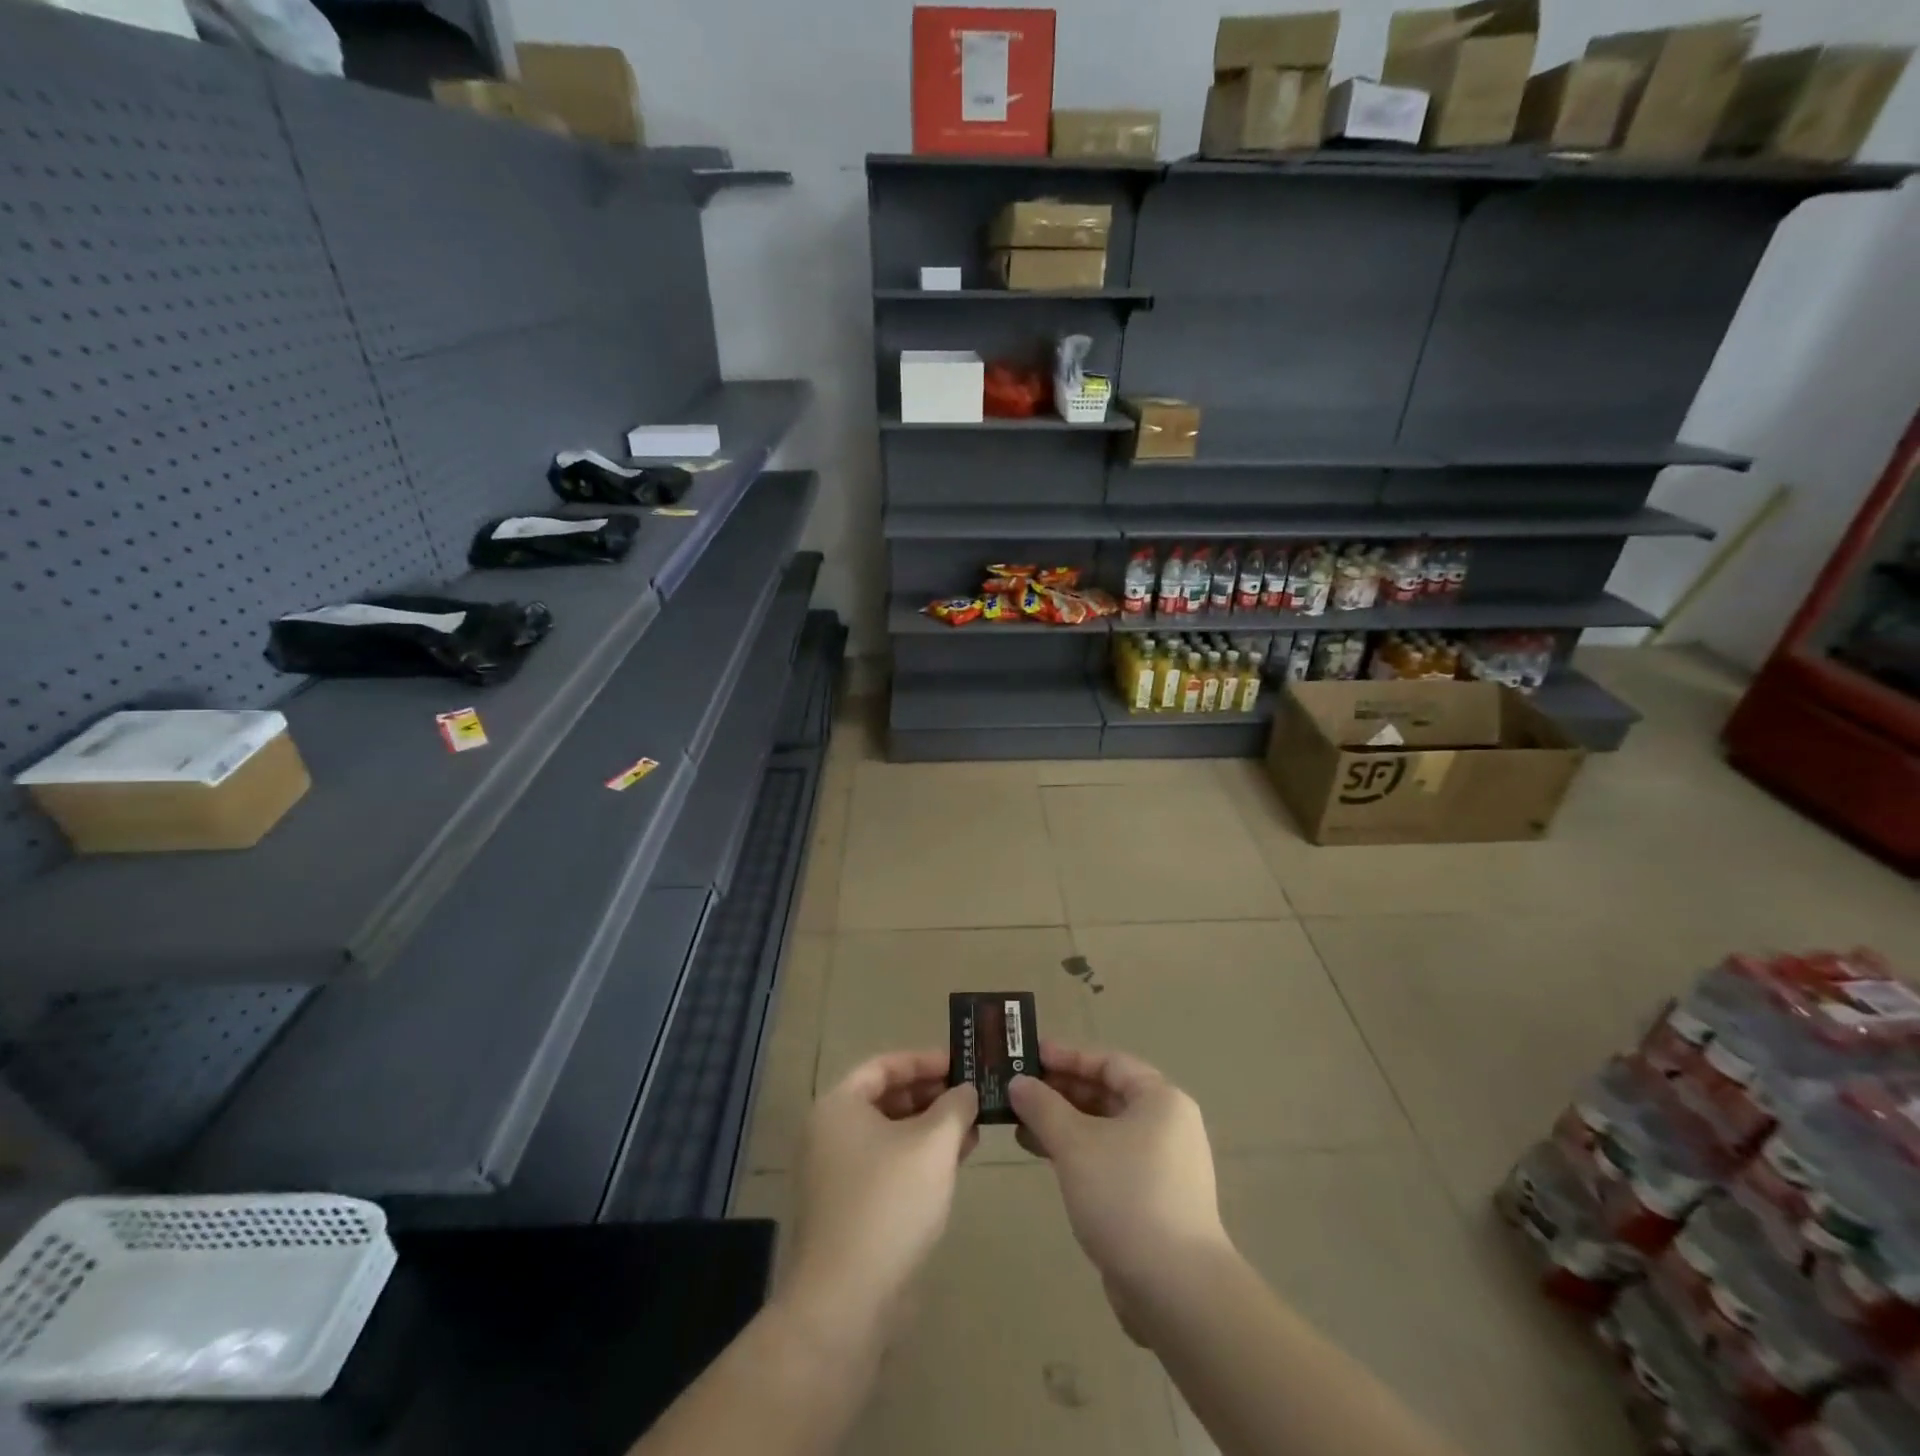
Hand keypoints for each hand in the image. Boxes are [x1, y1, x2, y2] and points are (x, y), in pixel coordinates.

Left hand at [782, 1051, 978, 1341]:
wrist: (845, 1301)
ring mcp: (835, 1175)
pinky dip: (917, 1160)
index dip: (924, 1061)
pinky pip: (886, 1167)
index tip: (961, 1064)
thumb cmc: (889, 1203)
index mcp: (839, 1106)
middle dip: (931, 1097)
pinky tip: (952, 1167)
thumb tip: (965, 1091)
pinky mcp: (847, 1210)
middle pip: (885, 1099)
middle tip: (971, 1098)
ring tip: (972, 1132)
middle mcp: (829, 1133)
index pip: (884, 1066)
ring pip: (889, 1136)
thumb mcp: (933, 1144)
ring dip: (929, 1130)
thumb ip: (955, 1107)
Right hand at [1010, 1043, 1230, 1322]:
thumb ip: (1043, 1107)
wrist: (1176, 1290)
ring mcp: (1163, 1165)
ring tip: (1021, 1126)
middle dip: (1061, 1093)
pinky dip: (1078, 1154)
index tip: (1030, 1056)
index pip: (1108, 1062)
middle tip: (1019, 1091)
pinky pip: (1109, 1160)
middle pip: (1107, 1095)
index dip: (1067, 1056)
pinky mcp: (1153, 1200)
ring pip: (1105, 1130)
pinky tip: (1046, 1159)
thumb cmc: (1126, 1196)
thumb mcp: (1076, 1144)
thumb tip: (1018, 1083)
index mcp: (1160, 1100)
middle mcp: (1167, 1125)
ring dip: (1064, 1125)